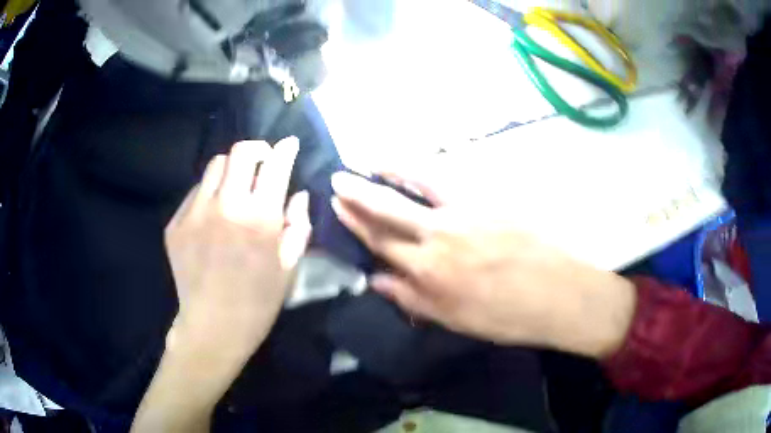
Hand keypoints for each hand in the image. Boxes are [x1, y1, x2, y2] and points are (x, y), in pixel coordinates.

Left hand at [165, 137, 310, 357]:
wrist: (213, 328)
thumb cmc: (258, 303)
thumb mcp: (289, 268)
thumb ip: (298, 226)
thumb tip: (298, 195)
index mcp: (259, 218)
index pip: (275, 165)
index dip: (285, 149)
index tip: (288, 145)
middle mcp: (225, 206)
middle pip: (240, 152)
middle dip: (256, 150)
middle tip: (261, 163)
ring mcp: (195, 213)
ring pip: (215, 166)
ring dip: (230, 170)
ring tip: (234, 188)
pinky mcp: (176, 224)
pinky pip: (195, 192)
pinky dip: (209, 194)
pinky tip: (212, 215)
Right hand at [331, 169, 635, 358]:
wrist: (559, 294)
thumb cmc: (507, 316)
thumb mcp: (454, 319)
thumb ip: (412, 298)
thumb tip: (376, 279)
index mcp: (428, 271)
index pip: (380, 243)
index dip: (356, 225)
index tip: (338, 209)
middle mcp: (438, 237)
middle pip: (388, 212)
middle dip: (357, 196)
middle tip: (337, 182)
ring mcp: (463, 213)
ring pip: (414, 187)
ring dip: (386, 174)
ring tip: (366, 163)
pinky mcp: (487, 199)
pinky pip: (448, 179)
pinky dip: (424, 169)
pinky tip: (411, 165)